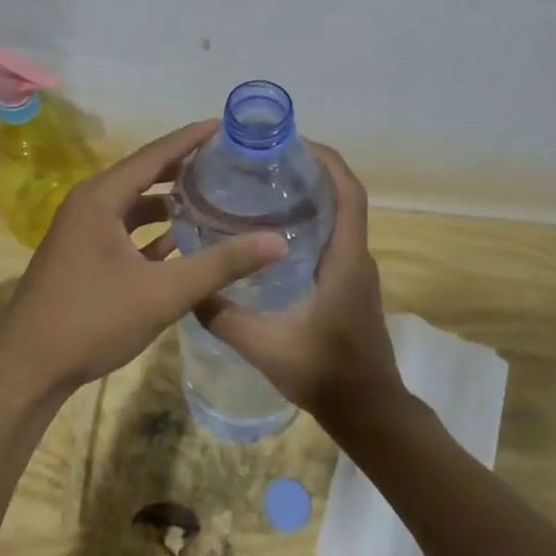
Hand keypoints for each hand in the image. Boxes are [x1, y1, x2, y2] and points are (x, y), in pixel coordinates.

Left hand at [0, 121, 286, 396]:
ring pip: (133, 206)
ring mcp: (81, 233)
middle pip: (143, 176)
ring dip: (168, 203)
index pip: (154, 155)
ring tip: (212, 198)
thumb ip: (221, 265)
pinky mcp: (82, 258)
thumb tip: (278, 241)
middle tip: (226, 162)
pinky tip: (182, 242)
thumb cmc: (92, 320)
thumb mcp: (163, 292)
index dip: (190, 138)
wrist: (28, 368)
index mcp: (101, 198)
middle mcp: (88, 206)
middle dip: (183, 169)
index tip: (225, 125)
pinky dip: (152, 232)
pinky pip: (124, 232)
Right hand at [196, 145, 406, 429]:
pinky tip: (271, 234)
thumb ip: (224, 317)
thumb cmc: (325, 374)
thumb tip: (187, 289)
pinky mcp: (349, 285)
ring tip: (261, 188)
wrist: (369, 412)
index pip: (348, 194)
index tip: (292, 143)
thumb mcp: (265, 347)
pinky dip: (310, 222)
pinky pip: (333, 239)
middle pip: (343, 197)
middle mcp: (356, 257)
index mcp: (345, 260)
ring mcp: (355, 272)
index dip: (326, 162)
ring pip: (338, 218)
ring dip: (311, 196)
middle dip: (310, 171)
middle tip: (263, 162)